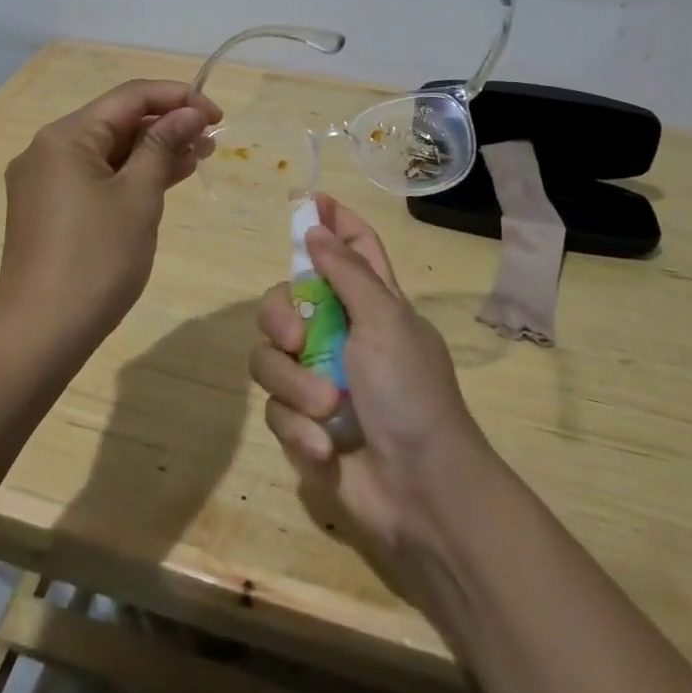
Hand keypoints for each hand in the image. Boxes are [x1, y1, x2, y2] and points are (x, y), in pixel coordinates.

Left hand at [0, 79, 221, 352]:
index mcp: (65, 136)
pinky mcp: (47, 208)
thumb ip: (163, 146)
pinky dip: (129, 175)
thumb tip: (189, 113)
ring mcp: (44, 180)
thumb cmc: (96, 260)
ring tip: (198, 157)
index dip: (177, 98)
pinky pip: (95, 176)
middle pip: (116, 121)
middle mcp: (48, 149)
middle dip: (166, 126)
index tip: (217, 115)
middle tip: (211, 142)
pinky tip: (164, 180)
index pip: (129, 96)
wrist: (40, 335)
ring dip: (151, 151)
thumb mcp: (139, 197)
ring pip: (107, 151)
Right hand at [251, 194, 487, 558]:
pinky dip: (298, 428)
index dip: (331, 220)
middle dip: (281, 315)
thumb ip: (346, 272)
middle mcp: (340, 332)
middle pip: (285, 298)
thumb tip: (315, 228)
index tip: (304, 200)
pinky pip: (276, 409)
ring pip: (271, 356)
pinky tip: (324, 447)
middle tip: (295, 335)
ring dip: (295, 385)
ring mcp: (318, 377)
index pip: (353, 246)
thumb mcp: (384, 321)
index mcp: (371, 303)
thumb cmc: (410, 393)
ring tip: (327, 410)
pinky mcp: (302, 422)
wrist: (421, 492)